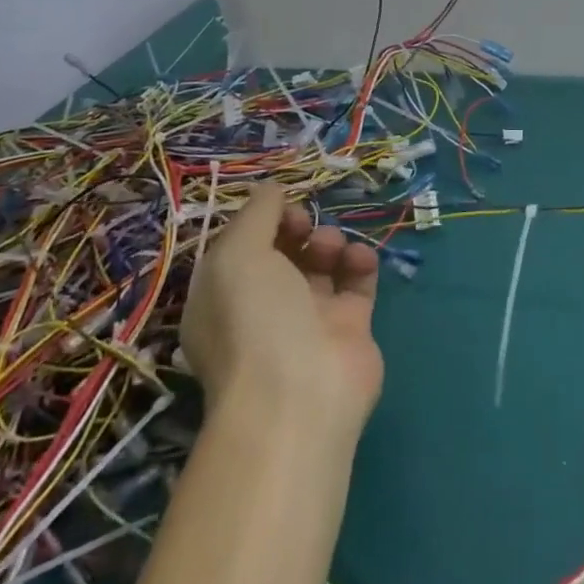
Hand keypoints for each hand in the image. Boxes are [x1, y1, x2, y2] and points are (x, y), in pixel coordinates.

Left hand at [181, 186, 383, 433]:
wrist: (300, 393)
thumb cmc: (255, 318)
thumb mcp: (237, 253)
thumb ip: (257, 212)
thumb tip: (274, 190)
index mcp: (224, 294)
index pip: (244, 243)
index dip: (264, 220)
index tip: (281, 212)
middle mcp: (262, 305)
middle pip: (284, 249)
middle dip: (298, 228)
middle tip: (305, 228)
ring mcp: (308, 317)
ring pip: (322, 261)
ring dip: (329, 241)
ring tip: (332, 249)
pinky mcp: (349, 326)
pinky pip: (356, 279)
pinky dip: (360, 261)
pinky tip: (359, 258)